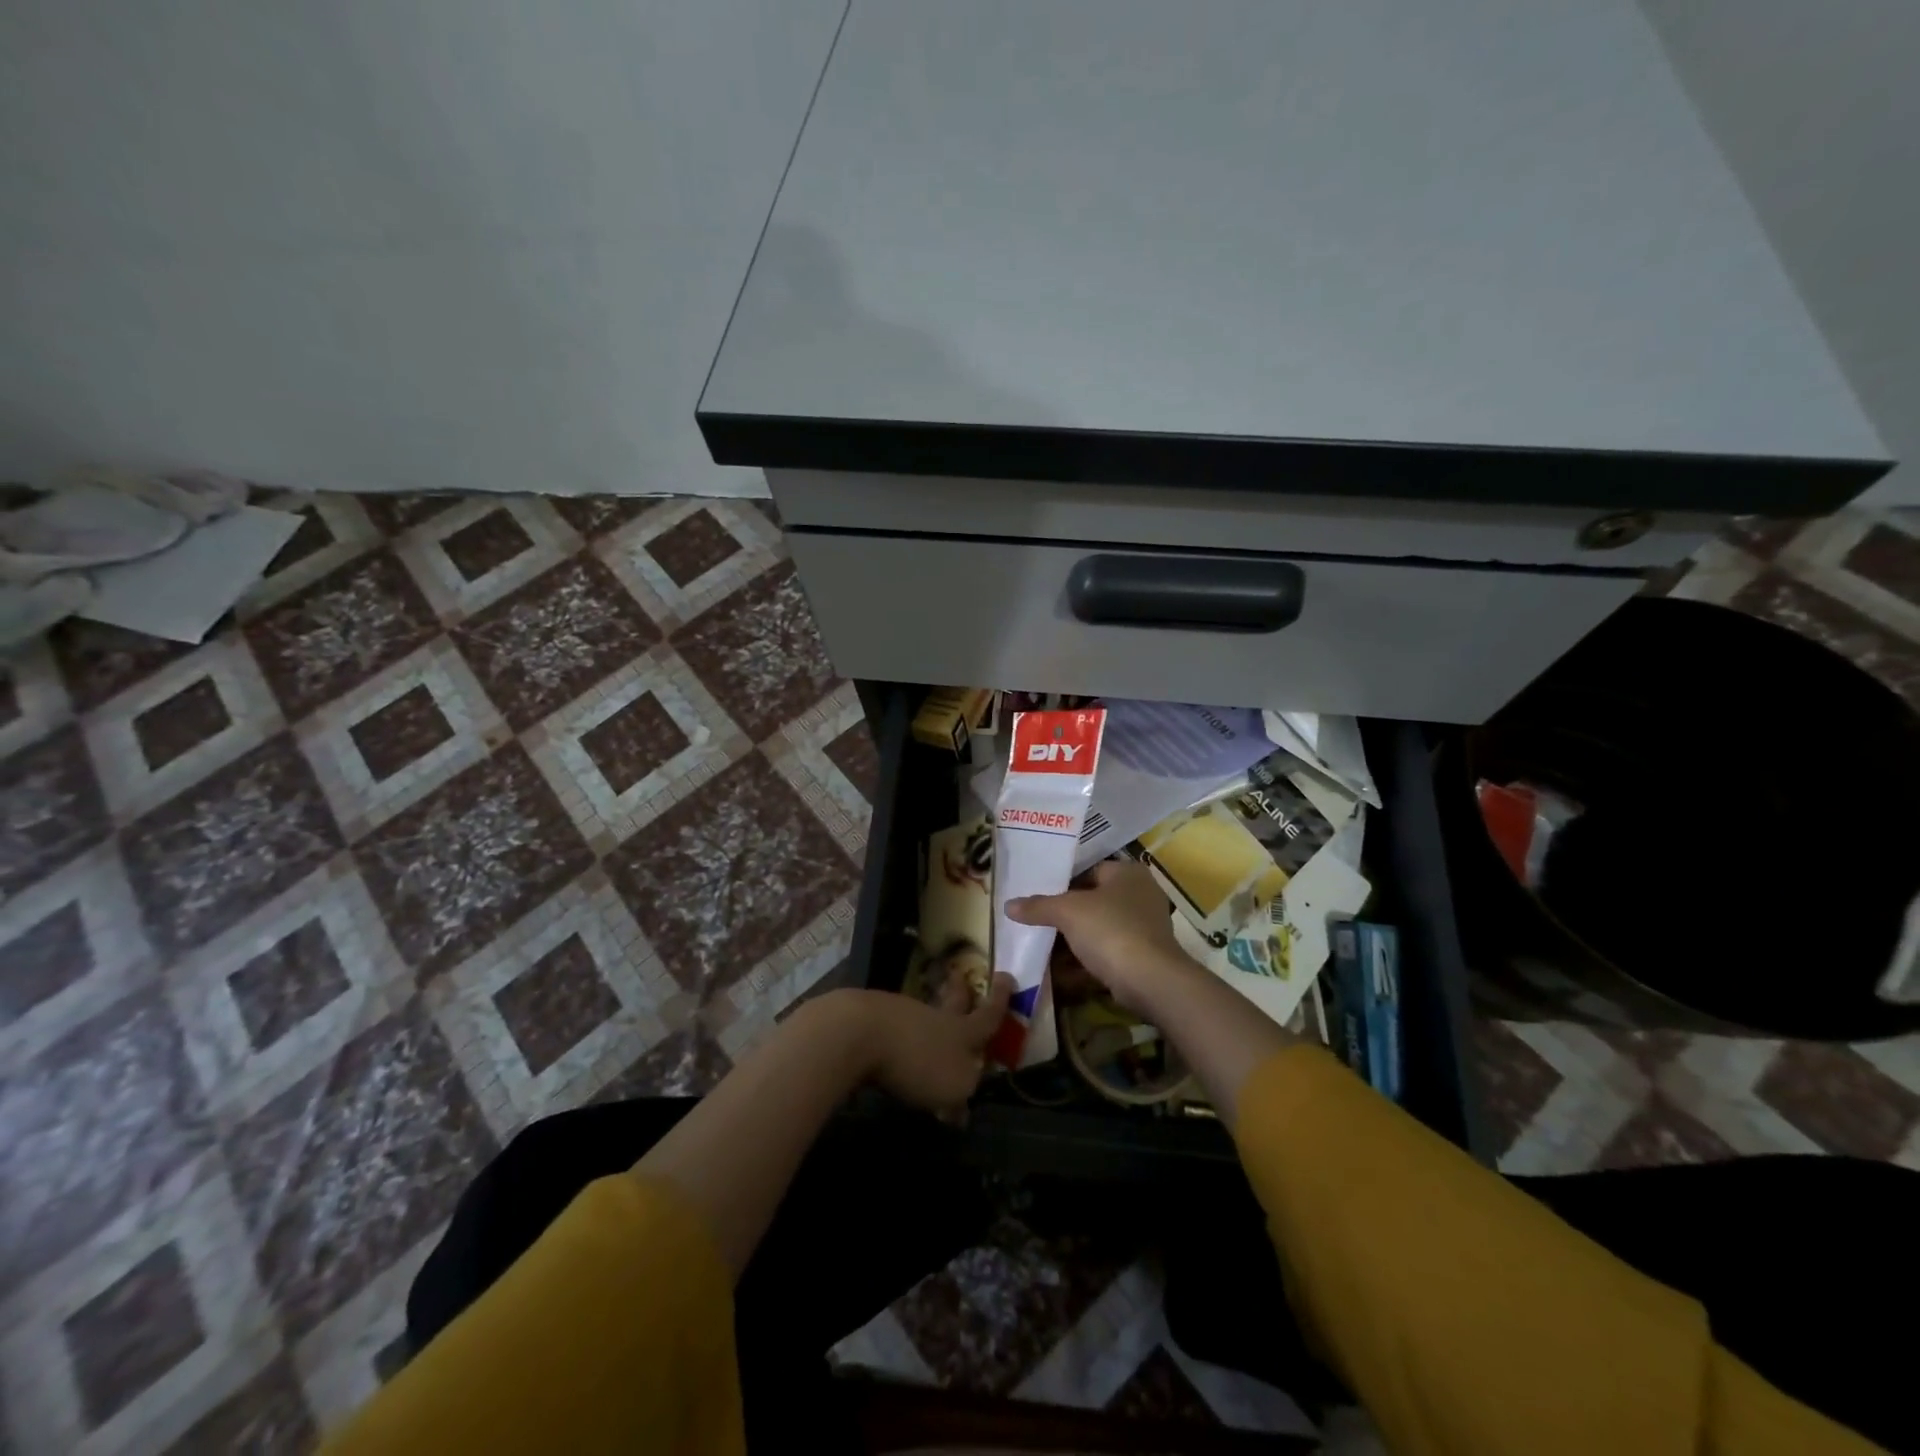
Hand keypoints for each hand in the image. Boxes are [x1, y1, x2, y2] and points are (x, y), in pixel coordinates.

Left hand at [858, 975, 1013, 1119]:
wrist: (859, 1032)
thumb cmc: (916, 1060)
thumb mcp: (953, 1087)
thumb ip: (962, 1095)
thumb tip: (962, 1109)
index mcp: (961, 1032)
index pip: (987, 1016)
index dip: (999, 1001)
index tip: (1006, 976)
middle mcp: (934, 1017)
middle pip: (952, 1003)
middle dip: (960, 993)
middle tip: (962, 978)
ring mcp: (901, 1014)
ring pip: (923, 1015)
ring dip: (929, 1020)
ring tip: (929, 1027)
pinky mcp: (872, 1020)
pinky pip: (895, 1026)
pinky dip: (900, 1035)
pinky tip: (893, 1046)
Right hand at [1006, 861, 1197, 1015]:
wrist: (1150, 980)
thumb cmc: (1110, 930)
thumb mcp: (1067, 912)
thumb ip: (1038, 906)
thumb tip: (1008, 905)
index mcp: (1127, 873)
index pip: (1089, 870)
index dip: (1062, 883)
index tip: (1038, 897)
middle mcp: (1141, 894)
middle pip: (1093, 901)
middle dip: (1066, 915)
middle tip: (1037, 922)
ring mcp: (1145, 927)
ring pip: (1100, 929)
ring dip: (1074, 940)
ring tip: (1043, 946)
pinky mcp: (1144, 956)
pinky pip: (1108, 952)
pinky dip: (1087, 959)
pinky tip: (1062, 971)